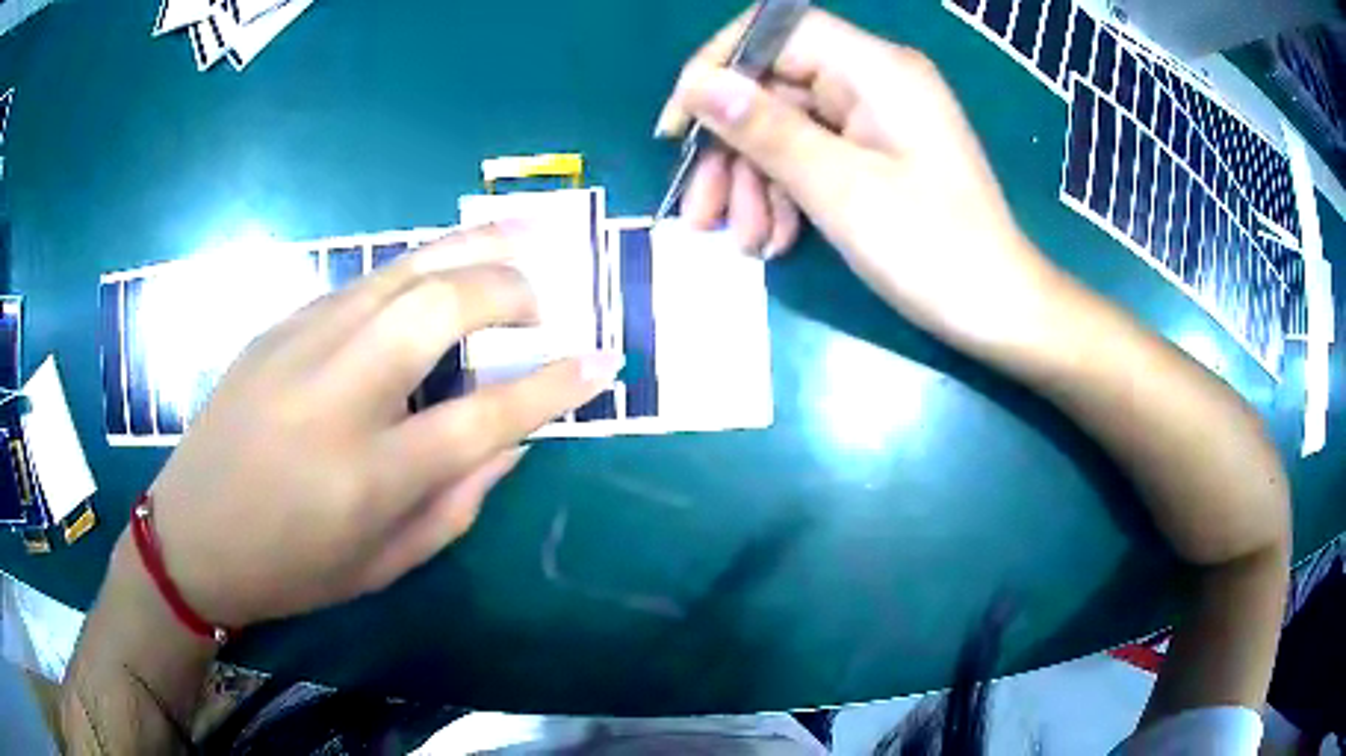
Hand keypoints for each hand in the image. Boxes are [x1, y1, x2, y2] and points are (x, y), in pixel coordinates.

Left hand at [138, 224, 622, 627]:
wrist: (193, 533)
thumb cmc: (292, 566)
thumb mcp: (385, 563)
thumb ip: (458, 500)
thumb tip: (513, 439)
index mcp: (369, 476)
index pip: (486, 416)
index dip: (554, 385)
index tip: (602, 362)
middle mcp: (337, 396)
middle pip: (441, 306)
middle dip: (509, 289)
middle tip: (541, 304)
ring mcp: (300, 347)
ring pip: (400, 271)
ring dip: (468, 251)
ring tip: (516, 243)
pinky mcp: (278, 326)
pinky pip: (362, 283)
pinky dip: (414, 271)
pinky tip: (435, 275)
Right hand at [657, 8, 1063, 351]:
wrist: (999, 311)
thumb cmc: (933, 251)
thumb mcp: (841, 190)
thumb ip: (766, 130)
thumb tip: (697, 84)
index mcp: (876, 69)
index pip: (777, 31)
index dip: (719, 67)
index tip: (681, 125)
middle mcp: (874, 80)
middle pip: (775, 86)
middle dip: (731, 148)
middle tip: (700, 212)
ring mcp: (876, 117)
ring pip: (787, 126)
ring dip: (754, 181)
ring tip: (745, 242)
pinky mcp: (877, 151)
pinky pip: (814, 153)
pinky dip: (786, 193)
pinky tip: (775, 239)